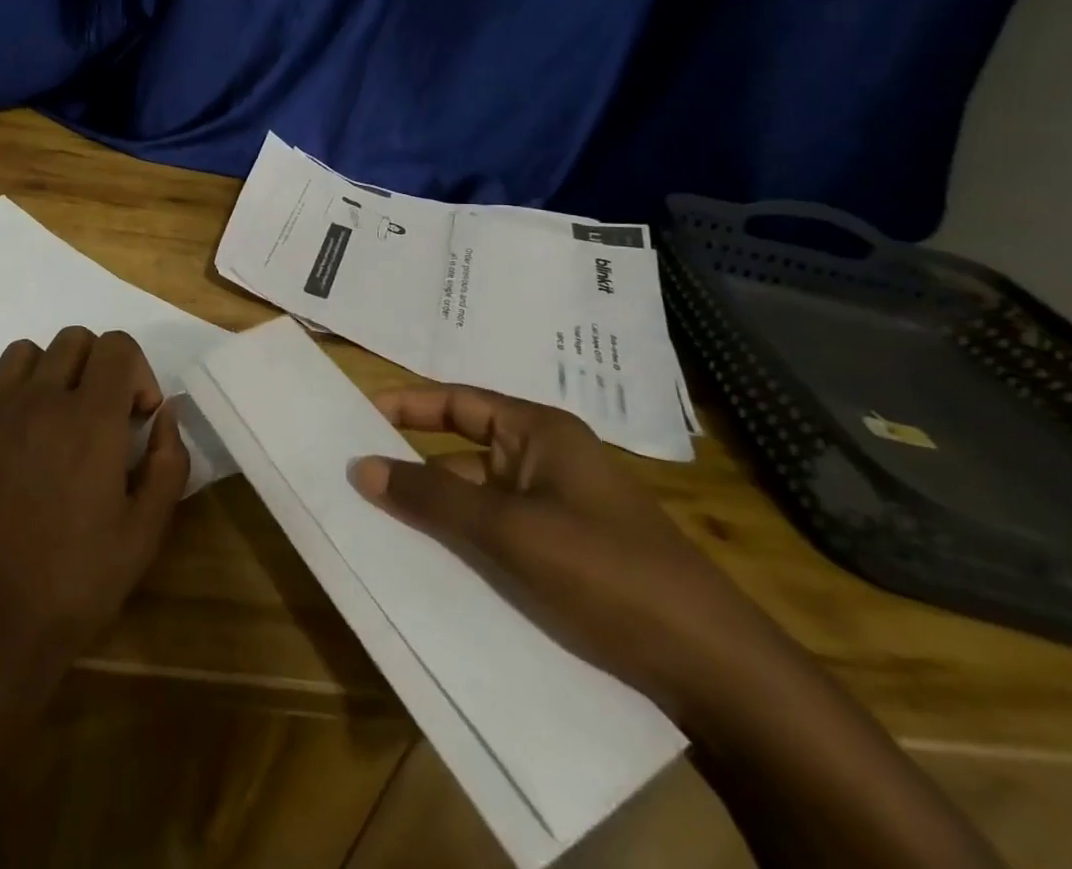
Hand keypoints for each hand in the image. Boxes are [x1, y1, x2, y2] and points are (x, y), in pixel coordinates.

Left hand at [0, 327, 188, 688]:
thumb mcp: (145, 531)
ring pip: (24, 354)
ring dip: (49, 374)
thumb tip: (167, 413)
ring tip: (54, 422)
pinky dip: (5, 406)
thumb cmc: (76, 583)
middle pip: (73, 339)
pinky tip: (11, 452)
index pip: (118, 346)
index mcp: (90, 418)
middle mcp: (37, 400)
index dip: (138, 372)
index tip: (137, 417)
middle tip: (100, 418)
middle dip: (98, 367)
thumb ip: (168, 460)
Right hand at [351, 385, 787, 727]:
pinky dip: (464, 545)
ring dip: (436, 514)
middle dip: (413, 470)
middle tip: (355, 483)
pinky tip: (430, 569)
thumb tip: (361, 467)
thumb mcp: (508, 531)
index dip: (406, 406)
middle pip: (461, 453)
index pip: (457, 401)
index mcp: (539, 433)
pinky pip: (497, 536)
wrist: (716, 671)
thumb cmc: (606, 572)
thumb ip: (431, 498)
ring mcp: (557, 510)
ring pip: (477, 501)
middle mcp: (546, 461)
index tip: (357, 419)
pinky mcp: (565, 555)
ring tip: (377, 530)